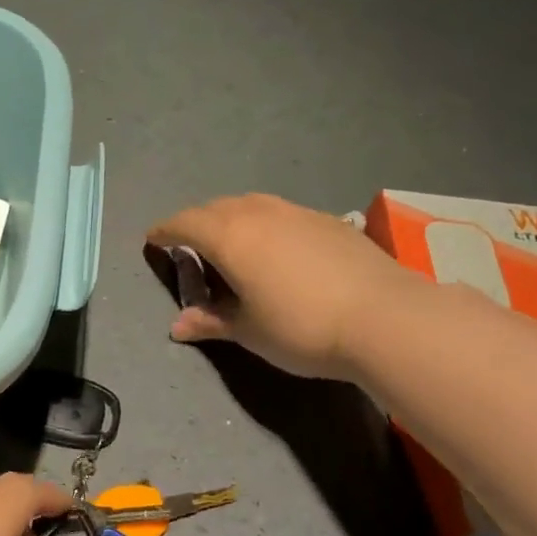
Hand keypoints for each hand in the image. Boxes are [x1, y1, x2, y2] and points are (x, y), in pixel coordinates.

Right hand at [148, 193, 424, 378]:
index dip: (165, 231)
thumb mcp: (248, 331)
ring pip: (250, 204)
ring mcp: (297, 213)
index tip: (153, 239)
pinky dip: (263, 223)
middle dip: (195, 222)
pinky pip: (280, 212)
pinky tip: (275, 248)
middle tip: (188, 244)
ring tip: (229, 241)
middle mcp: (259, 214)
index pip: (185, 224)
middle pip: (215, 208)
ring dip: (230, 217)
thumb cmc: (300, 328)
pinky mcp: (327, 220)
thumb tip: (178, 326)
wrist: (384, 317)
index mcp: (229, 237)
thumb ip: (211, 321)